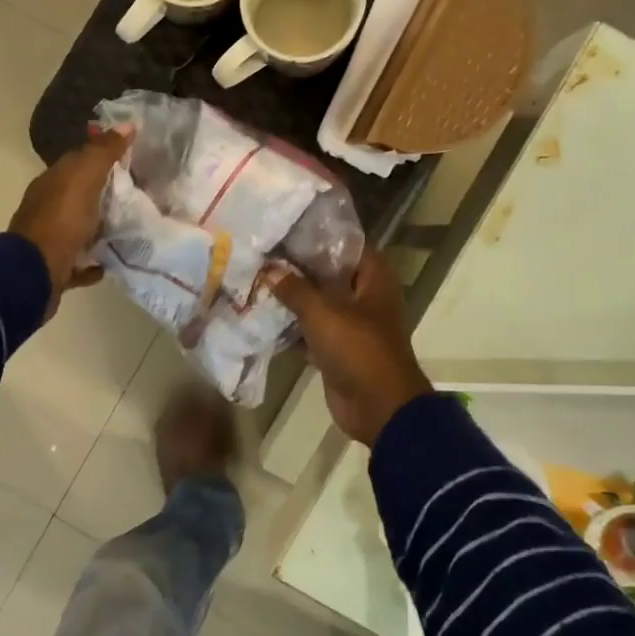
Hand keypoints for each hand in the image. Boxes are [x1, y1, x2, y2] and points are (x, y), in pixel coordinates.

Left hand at [8, 127, 130, 317]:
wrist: (34, 274)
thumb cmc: (60, 221)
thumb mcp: (84, 179)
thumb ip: (104, 152)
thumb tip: (127, 124)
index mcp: (52, 183)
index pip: (77, 162)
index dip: (102, 157)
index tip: (131, 158)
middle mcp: (48, 208)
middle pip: (79, 196)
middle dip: (103, 194)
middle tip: (137, 195)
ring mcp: (50, 240)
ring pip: (79, 229)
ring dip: (100, 227)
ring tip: (130, 228)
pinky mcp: (56, 269)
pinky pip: (79, 262)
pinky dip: (93, 261)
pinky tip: (110, 262)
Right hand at [273, 251, 432, 446]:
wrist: (377, 406)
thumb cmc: (358, 348)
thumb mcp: (322, 312)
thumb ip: (295, 289)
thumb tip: (269, 270)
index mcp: (374, 279)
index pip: (347, 245)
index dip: (319, 236)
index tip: (287, 228)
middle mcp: (366, 298)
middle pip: (330, 275)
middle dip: (299, 268)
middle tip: (264, 254)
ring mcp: (352, 326)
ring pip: (319, 305)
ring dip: (293, 299)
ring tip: (257, 281)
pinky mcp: (338, 351)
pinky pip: (312, 333)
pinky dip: (293, 329)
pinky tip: (263, 318)